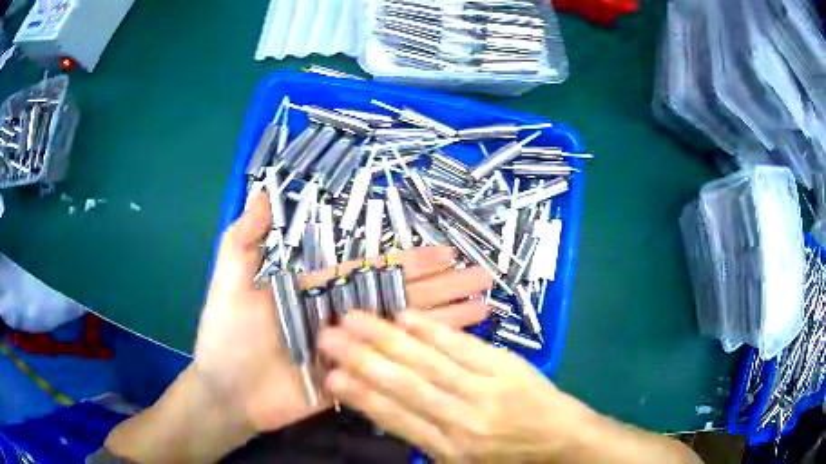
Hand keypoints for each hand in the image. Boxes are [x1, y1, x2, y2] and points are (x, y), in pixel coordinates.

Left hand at [193, 192, 494, 433]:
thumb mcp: (232, 278)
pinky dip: (425, 356)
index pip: (377, 268)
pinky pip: (395, 364)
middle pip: (403, 295)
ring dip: (446, 318)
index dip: (414, 260)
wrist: (226, 391)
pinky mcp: (356, 377)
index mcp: (321, 286)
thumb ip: (247, 236)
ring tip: (484, 306)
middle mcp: (344, 312)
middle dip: (444, 286)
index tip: (449, 252)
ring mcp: (353, 347)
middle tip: (482, 276)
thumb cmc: (227, 334)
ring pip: (407, 328)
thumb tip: (262, 190)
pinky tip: (455, 349)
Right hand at [318, 311, 587, 460]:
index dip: (360, 395)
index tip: (331, 375)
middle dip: (362, 358)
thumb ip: (423, 439)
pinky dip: (432, 331)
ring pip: (426, 361)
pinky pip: (462, 346)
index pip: (394, 417)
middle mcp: (460, 419)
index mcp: (447, 449)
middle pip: (403, 384)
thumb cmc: (507, 458)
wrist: (561, 442)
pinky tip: (406, 318)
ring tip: (355, 318)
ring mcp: (484, 389)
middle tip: (328, 336)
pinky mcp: (505, 367)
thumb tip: (384, 409)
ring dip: (387, 338)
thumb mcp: (460, 463)